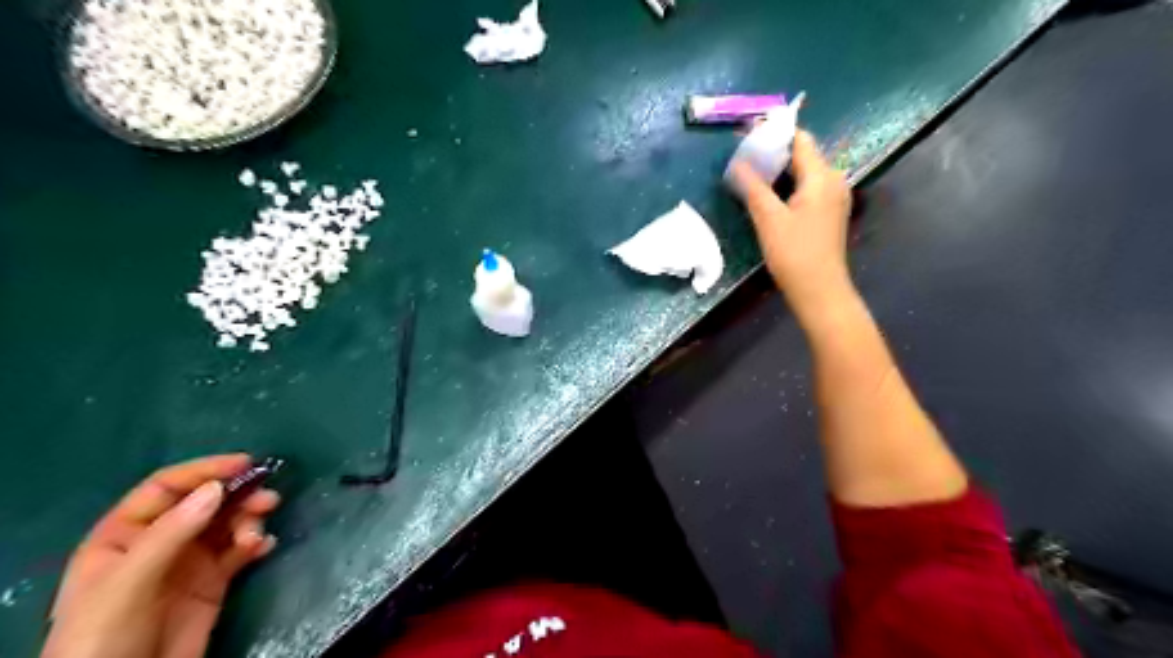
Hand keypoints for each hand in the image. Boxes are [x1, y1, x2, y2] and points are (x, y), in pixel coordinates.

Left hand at [41, 454, 279, 656]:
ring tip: (256, 535)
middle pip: (206, 502)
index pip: (167, 488)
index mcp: (125, 534)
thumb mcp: (129, 582)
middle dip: (237, 496)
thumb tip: (218, 488)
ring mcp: (188, 562)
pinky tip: (263, 548)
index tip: (245, 463)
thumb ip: (171, 533)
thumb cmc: (105, 636)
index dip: (204, 471)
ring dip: (249, 520)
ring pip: (227, 523)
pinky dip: (256, 543)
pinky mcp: (213, 581)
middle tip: (267, 500)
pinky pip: (240, 551)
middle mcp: (160, 541)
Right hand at [731, 128, 853, 318]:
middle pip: (802, 154)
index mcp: (822, 176)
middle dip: (773, 152)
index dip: (774, 133)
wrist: (820, 291)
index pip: (799, 140)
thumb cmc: (795, 254)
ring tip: (751, 173)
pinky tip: (768, 195)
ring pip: (804, 172)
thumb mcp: (769, 219)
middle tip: (743, 155)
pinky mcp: (829, 213)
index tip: (747, 135)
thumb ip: (753, 187)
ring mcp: (834, 197)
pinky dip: (788, 186)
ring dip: (779, 170)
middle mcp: (834, 180)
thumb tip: (738, 163)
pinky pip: (807, 188)